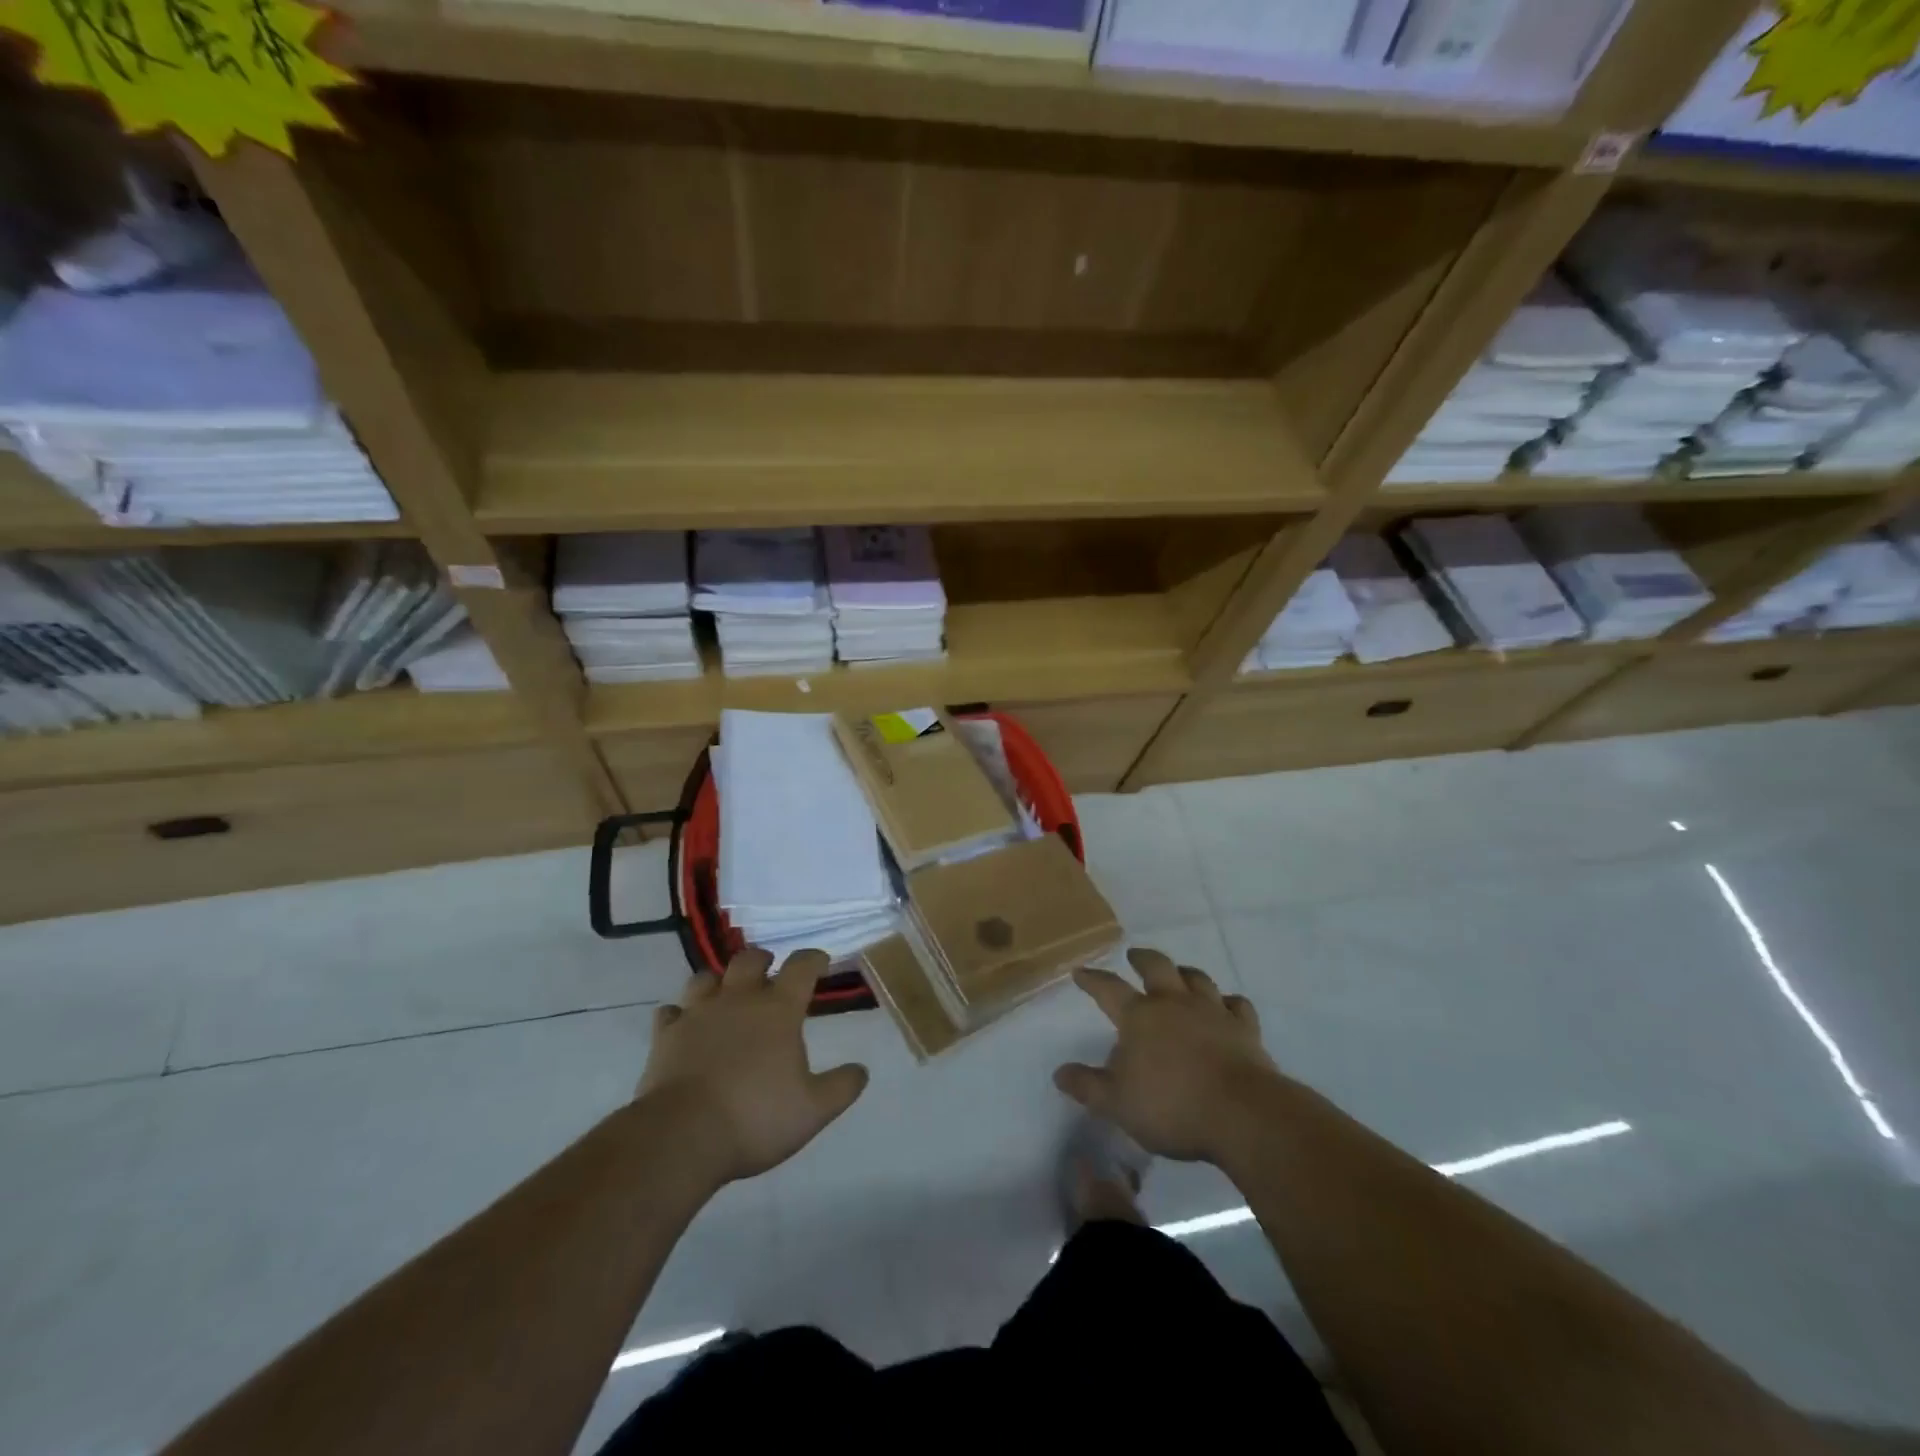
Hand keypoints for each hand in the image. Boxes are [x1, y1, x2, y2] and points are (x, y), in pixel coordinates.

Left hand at [639, 948, 868, 1185]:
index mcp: (778, 1010)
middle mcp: (738, 1000)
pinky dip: (679, 1014)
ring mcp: (698, 1014)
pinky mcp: (666, 1036)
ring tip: (724, 993)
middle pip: (749, 960)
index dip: (813, 959)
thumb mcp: (813, 1110)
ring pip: (705, 978)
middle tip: (769, 971)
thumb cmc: (755, 1117)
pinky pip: (670, 1013)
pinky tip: (683, 1025)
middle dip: (762, 960)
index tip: (820, 962)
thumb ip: (841, 1087)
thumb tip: (861, 1070)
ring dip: (718, 981)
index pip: (801, 967)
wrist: (682, 1136)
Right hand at [1054, 948, 1279, 1164]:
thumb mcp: (1118, 1104)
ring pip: (1197, 979)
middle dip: (1142, 959)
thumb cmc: (1172, 1107)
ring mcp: (1213, 1012)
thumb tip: (1060, 1072)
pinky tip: (1227, 1005)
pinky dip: (1229, 1002)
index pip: (1108, 989)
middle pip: (1157, 967)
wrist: (1242, 1114)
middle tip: (1134, 955)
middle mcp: (1174, 1003)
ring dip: (1185, 973)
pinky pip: (1237, 1004)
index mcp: (1139, 1017)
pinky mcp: (1245, 1028)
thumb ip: (1088, 1087)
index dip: (1092, 979)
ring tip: (1180, 973)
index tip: (1080, 972)